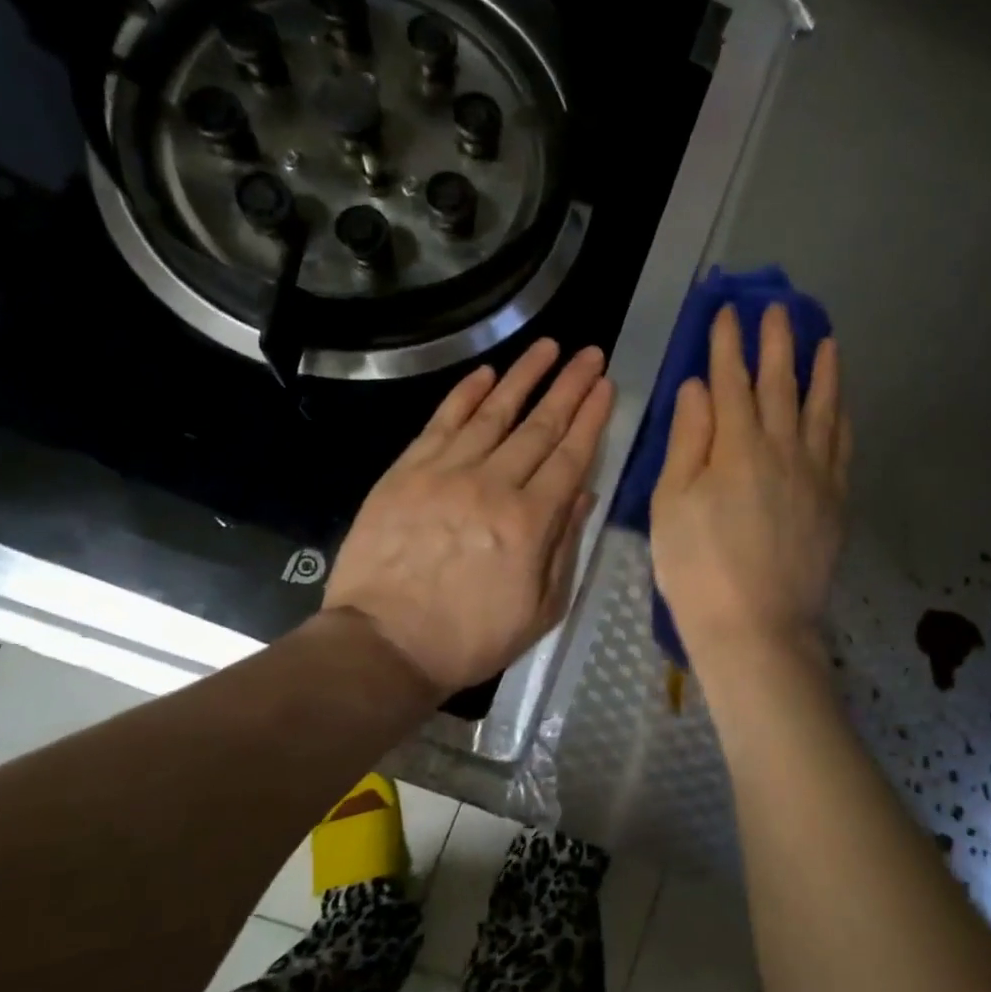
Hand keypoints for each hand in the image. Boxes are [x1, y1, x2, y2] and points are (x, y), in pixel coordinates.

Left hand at [322, 339, 613, 697]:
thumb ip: (564, 547)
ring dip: (524, 377)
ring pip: (493, 413)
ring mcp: (445, 473)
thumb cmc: (470, 638)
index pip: (570, 456)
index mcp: (530, 522)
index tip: (606, 385)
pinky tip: (487, 374)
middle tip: (591, 354)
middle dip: (569, 387)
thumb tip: (583, 494)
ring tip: (548, 347)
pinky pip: (442, 423)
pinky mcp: (406, 472)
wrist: (384, 645)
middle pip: (539, 426)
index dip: (591, 418)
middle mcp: (492, 485)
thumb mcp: (540, 609)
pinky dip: (466, 395)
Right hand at [651, 303, 851, 663]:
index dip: (727, 345)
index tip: (726, 312)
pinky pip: (843, 447)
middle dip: (776, 342)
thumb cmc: (698, 569)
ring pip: (822, 409)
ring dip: (822, 370)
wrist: (757, 629)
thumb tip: (697, 387)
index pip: (730, 382)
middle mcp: (782, 449)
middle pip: (781, 384)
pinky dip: (841, 418)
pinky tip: (840, 405)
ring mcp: (816, 475)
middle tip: (777, 308)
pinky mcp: (835, 502)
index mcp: (736, 447)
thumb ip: (687, 440)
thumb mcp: (671, 504)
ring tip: (825, 339)